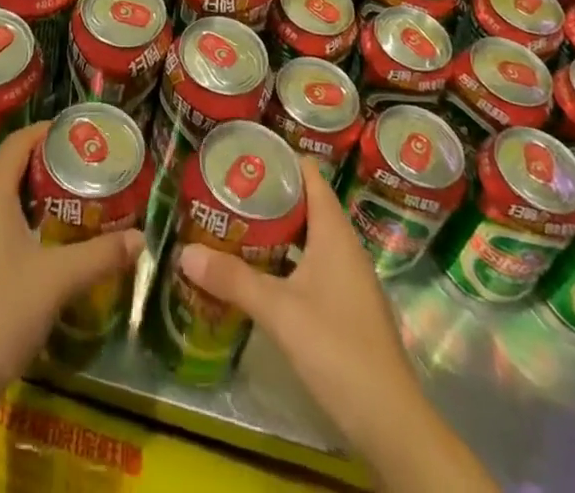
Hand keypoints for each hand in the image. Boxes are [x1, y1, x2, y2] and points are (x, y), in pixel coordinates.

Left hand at [0, 122, 145, 407]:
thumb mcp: (56, 282)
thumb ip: (100, 255)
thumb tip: (140, 239)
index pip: (18, 143)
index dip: (48, 133)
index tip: (80, 135)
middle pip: (7, 169)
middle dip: (45, 169)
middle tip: (84, 175)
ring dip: (29, 198)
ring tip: (68, 207)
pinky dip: (11, 221)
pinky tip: (36, 245)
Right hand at [177, 157, 495, 492]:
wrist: (390, 422)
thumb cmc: (337, 348)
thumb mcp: (278, 311)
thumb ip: (233, 280)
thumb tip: (184, 252)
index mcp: (334, 231)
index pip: (309, 174)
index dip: (279, 157)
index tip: (243, 152)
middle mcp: (344, 246)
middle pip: (306, 203)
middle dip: (269, 194)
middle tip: (227, 188)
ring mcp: (348, 278)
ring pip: (309, 236)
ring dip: (277, 229)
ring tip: (235, 223)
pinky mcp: (347, 307)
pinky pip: (313, 264)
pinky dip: (287, 258)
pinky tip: (260, 271)